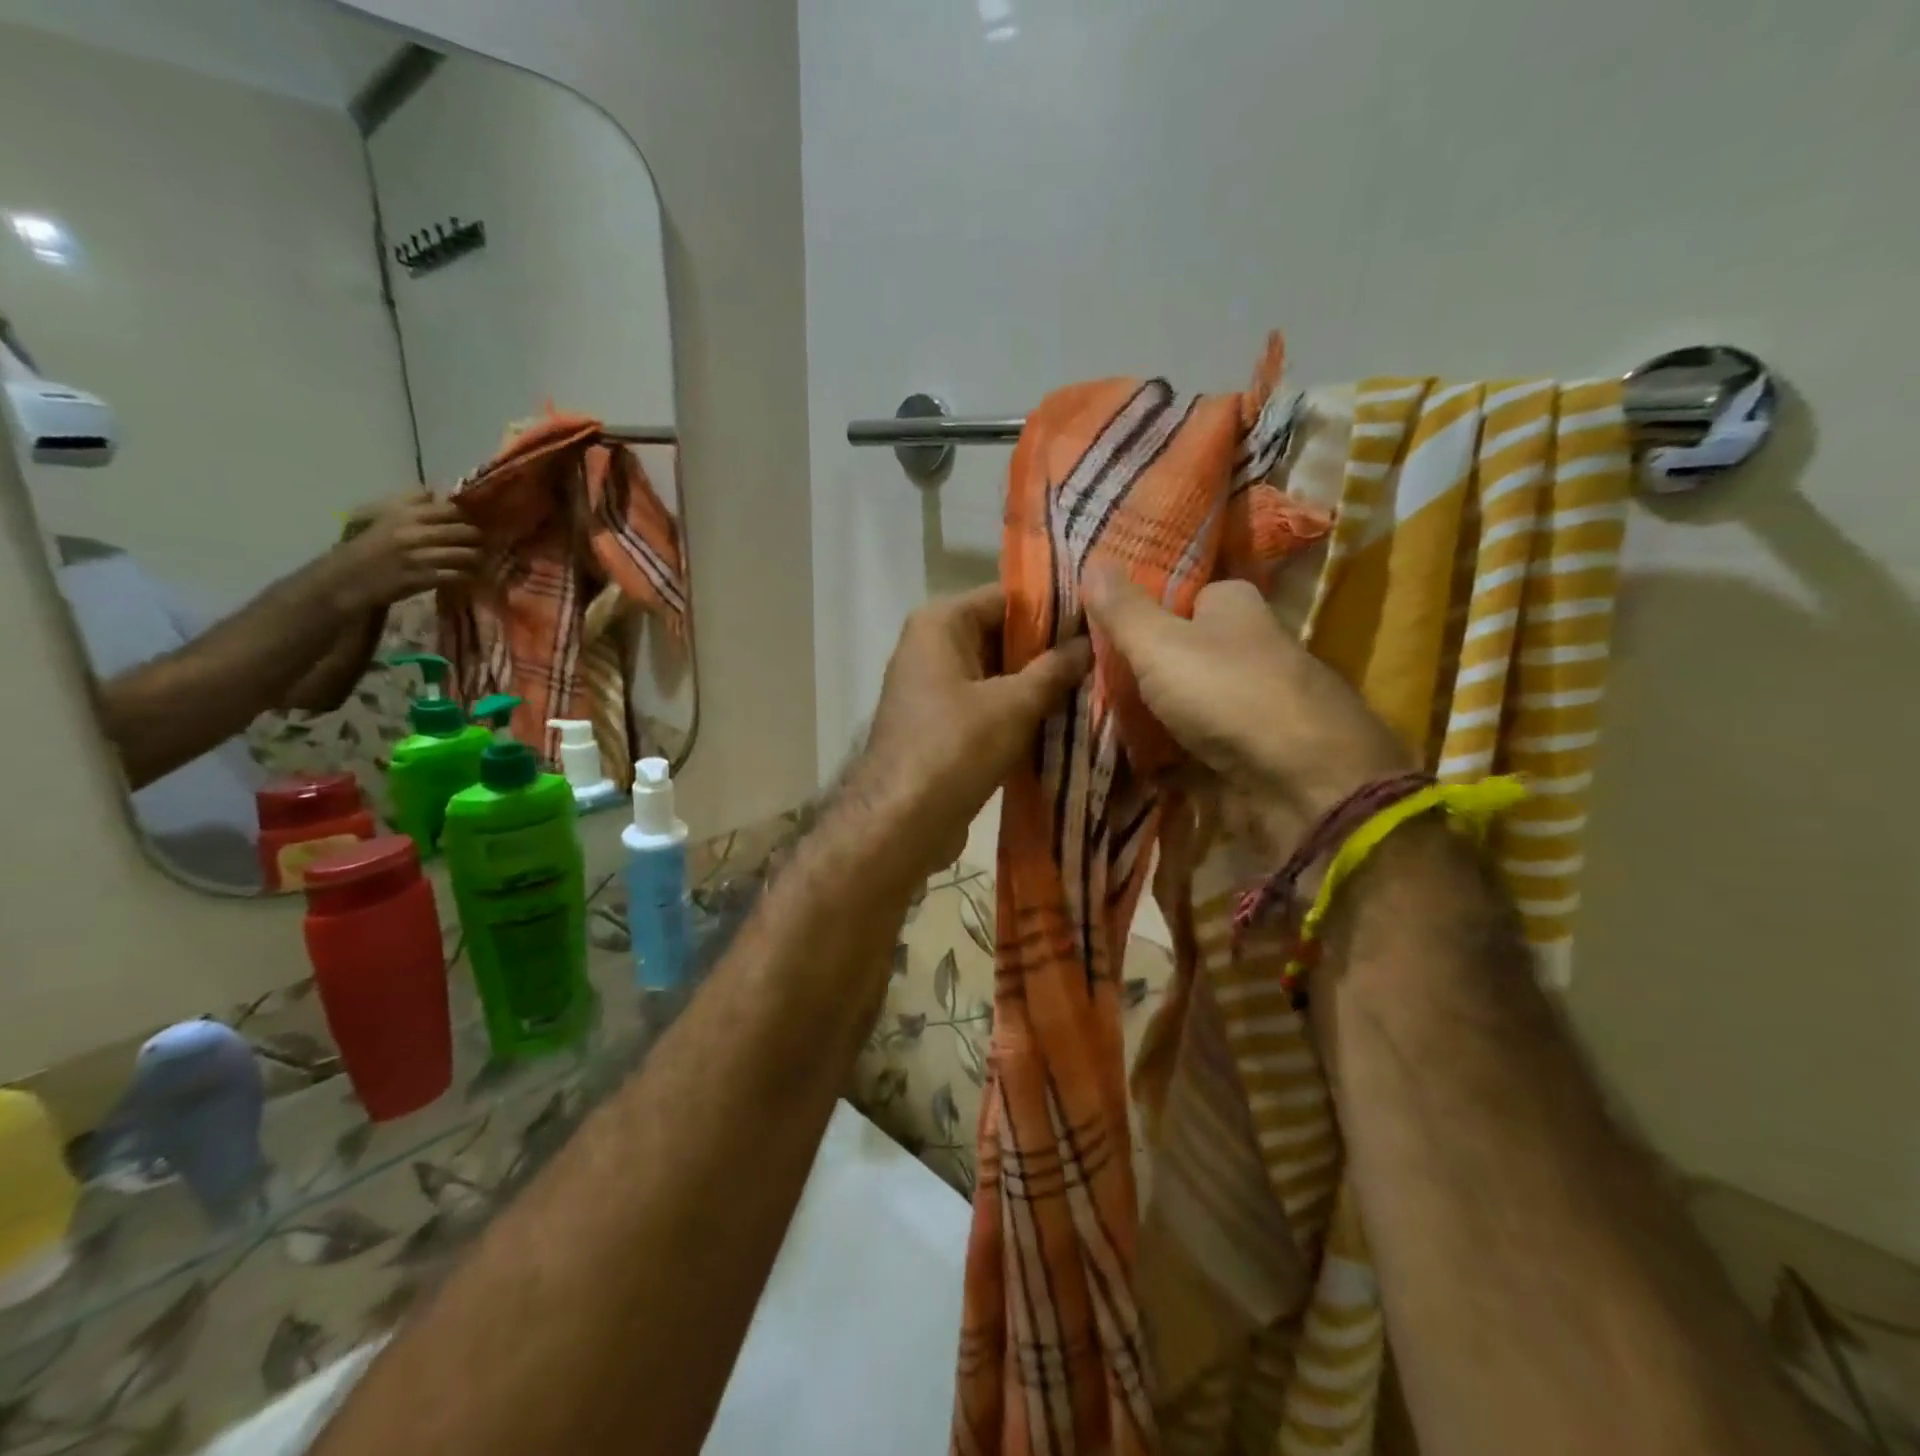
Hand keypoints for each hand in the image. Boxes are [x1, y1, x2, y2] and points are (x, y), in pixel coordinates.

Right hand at [326, 493, 483, 612]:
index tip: (470, 523)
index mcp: (403, 513)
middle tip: (480, 543)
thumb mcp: (382, 515)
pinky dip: (467, 575)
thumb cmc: (368, 545)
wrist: (347, 578)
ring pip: (466, 553)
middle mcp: (413, 532)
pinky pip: (457, 575)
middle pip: (464, 530)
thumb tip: (436, 490)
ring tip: (478, 560)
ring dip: (476, 558)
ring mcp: (418, 556)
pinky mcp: (422, 578)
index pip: (450, 509)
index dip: (466, 517)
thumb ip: (409, 502)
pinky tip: (468, 575)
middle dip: (477, 538)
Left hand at [847, 585, 1090, 886]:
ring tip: (1095, 687)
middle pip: (1003, 634)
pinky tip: (1063, 720)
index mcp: (941, 623)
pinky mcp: (941, 724)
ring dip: (1038, 684)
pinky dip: (1018, 711)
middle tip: (1105, 658)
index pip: (1008, 597)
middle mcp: (932, 646)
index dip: (1056, 609)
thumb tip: (1090, 642)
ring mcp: (934, 687)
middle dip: (1050, 650)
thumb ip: (1054, 670)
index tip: (1101, 621)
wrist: (901, 823)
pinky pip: (988, 704)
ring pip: (998, 673)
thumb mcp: (1013, 705)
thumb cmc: (955, 749)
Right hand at [1084, 567, 1407, 819]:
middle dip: (1143, 668)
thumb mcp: (1159, 643)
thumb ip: (1123, 609)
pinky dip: (1172, 756)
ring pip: (1190, 700)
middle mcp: (1251, 645)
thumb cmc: (1227, 693)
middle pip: (1183, 650)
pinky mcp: (1254, 748)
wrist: (1302, 781)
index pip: (1182, 595)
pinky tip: (1137, 764)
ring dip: (1155, 715)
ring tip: (1102, 724)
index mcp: (1235, 605)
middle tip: (1090, 680)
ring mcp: (1254, 700)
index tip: (1099, 628)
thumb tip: (1092, 559)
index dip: (1143, 609)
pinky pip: (1200, 745)